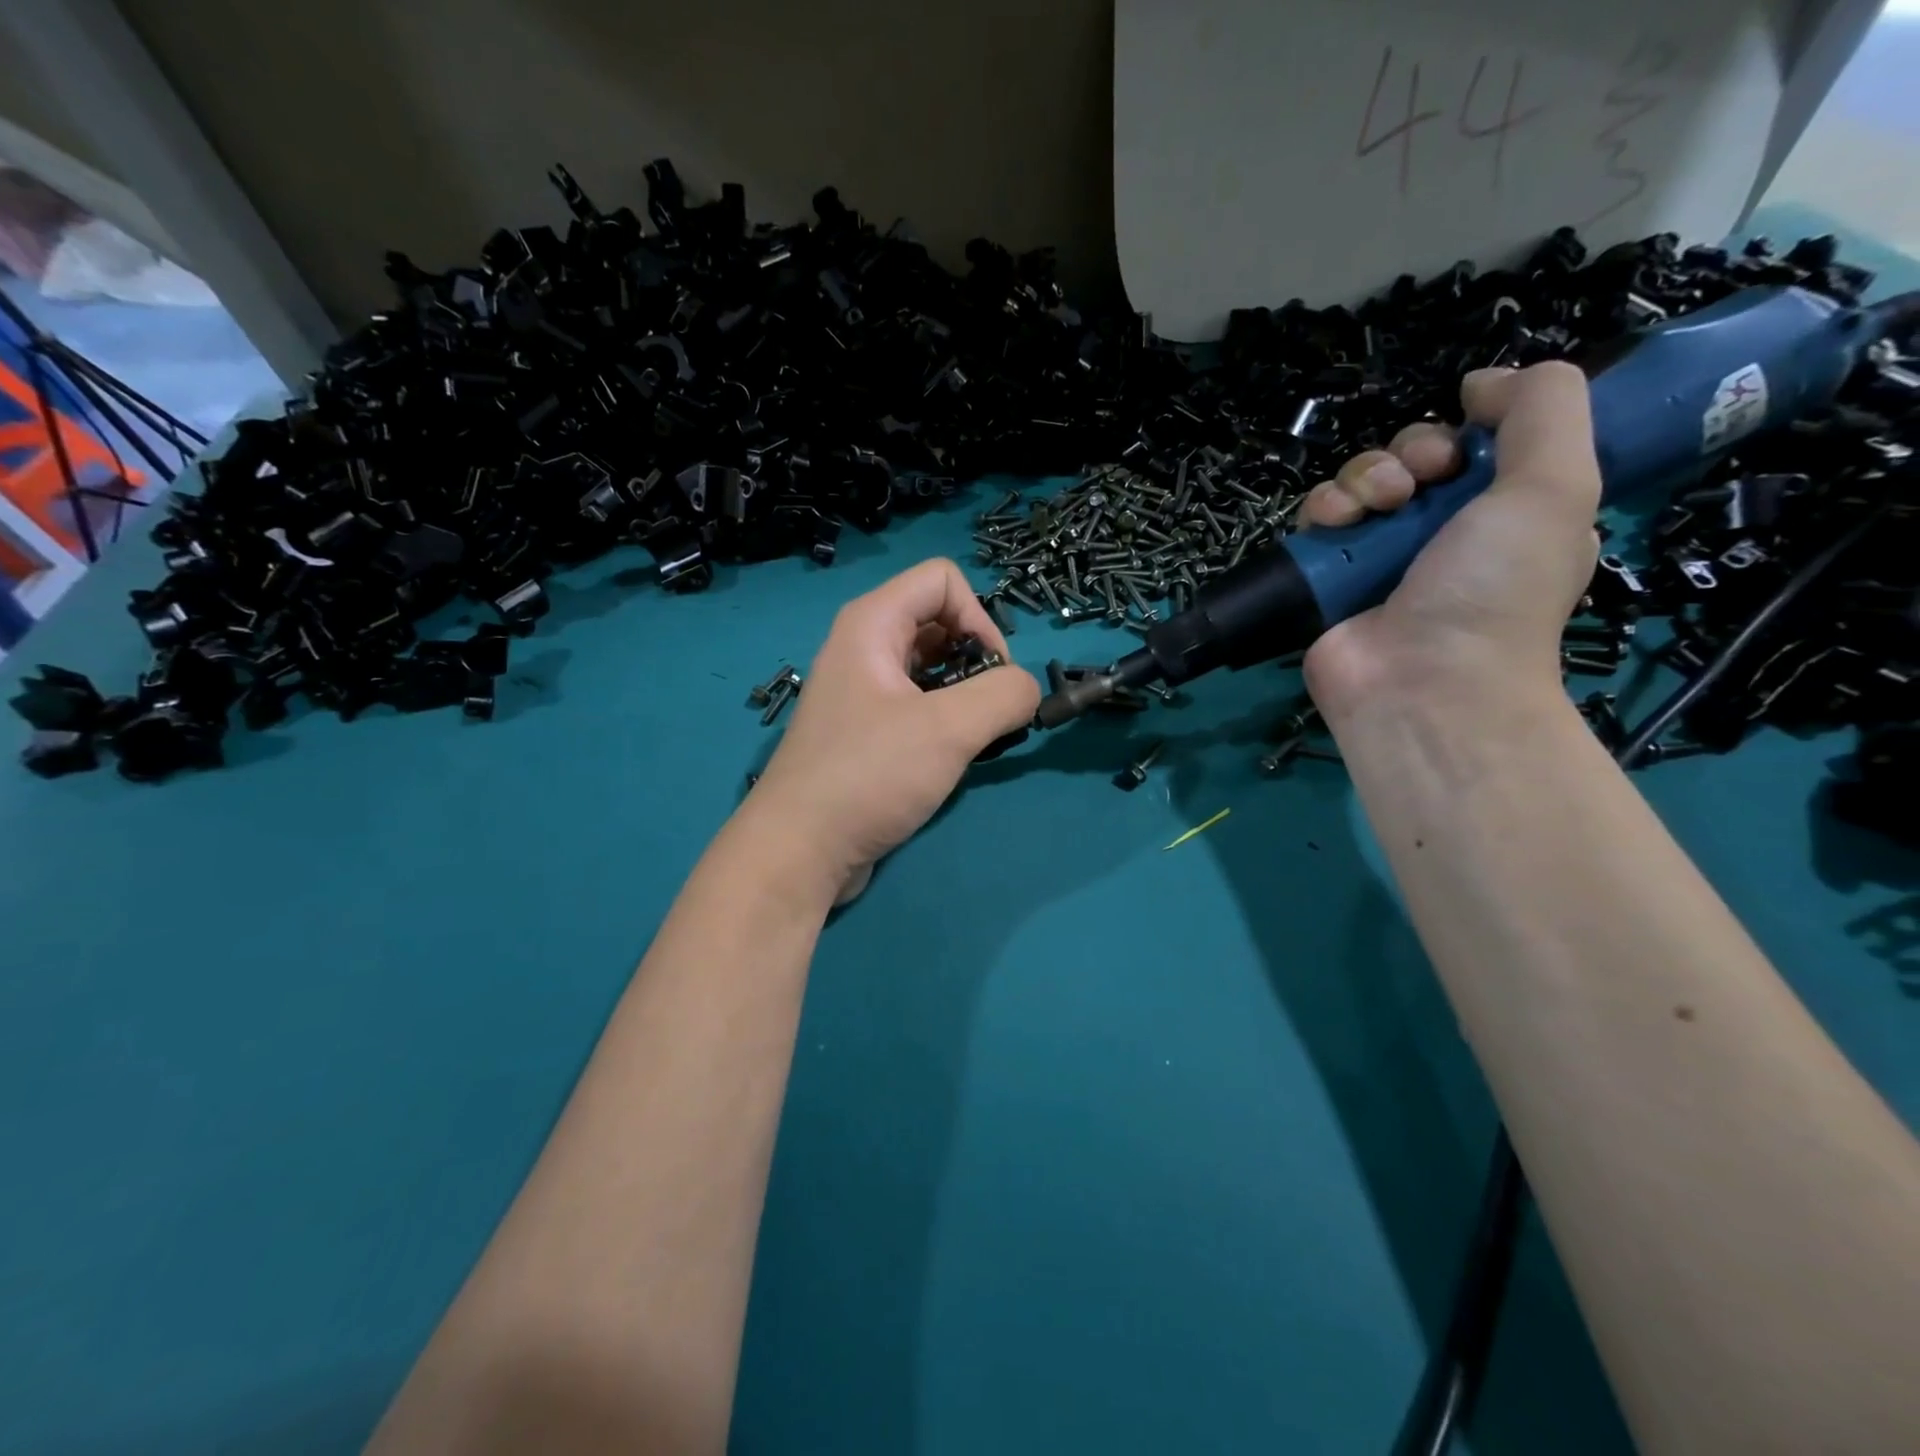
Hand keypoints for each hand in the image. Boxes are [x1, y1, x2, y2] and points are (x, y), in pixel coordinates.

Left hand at [751, 558, 1039, 901]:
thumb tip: (1026, 690)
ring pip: (932, 667)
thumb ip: (1004, 695)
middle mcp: (862, 646)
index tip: (994, 674)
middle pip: (939, 620)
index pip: (943, 579)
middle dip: (977, 659)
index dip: (980, 617)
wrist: (800, 848)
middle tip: (989, 711)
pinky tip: (951, 757)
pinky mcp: (865, 730)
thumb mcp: (949, 729)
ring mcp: (861, 690)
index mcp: (872, 623)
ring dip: (965, 694)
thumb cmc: (869, 775)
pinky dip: (944, 720)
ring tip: (975, 737)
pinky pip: (917, 703)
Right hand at [1298, 361, 1601, 723]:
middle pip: (1411, 456)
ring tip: (1374, 508)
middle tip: (1416, 482)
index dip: (1466, 430)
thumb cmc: (1496, 587)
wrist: (1422, 681)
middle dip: (1410, 451)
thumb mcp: (1556, 484)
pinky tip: (1334, 524)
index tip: (1464, 447)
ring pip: (1358, 481)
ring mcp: (1378, 557)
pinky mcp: (1328, 577)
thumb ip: (1543, 408)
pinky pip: (1316, 520)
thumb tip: (1482, 380)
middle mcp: (1440, 533)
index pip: (1475, 445)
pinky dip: (1322, 510)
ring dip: (1362, 478)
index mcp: (1503, 513)